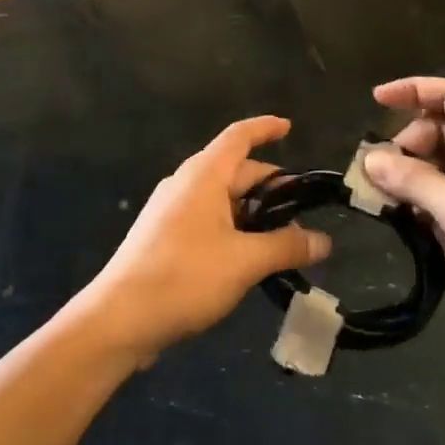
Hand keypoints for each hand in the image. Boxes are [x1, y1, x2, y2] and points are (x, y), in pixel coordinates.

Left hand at [82, 117, 330, 364]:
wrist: (120, 318)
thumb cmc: (185, 276)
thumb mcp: (244, 261)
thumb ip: (286, 246)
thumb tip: (324, 241)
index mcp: (204, 175)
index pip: (239, 136)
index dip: (265, 128)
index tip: (289, 127)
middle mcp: (186, 184)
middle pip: (235, 171)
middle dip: (270, 187)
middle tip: (304, 211)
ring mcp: (172, 210)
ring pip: (222, 200)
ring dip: (253, 214)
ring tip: (284, 240)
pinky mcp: (165, 237)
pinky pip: (208, 220)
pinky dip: (233, 229)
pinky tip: (249, 258)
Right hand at [363, 78, 444, 336]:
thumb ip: (412, 180)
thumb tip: (369, 159)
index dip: (410, 91)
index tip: (375, 101)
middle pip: (444, 126)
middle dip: (409, 144)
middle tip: (382, 174)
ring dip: (419, 171)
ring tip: (392, 198)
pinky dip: (435, 191)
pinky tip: (416, 216)